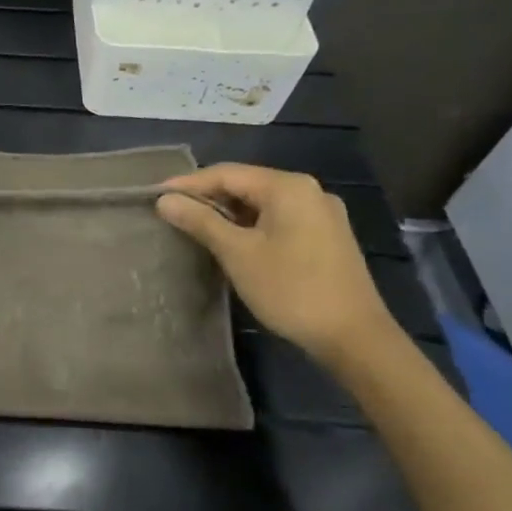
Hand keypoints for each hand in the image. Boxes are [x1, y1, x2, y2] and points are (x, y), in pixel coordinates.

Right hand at [156, 164, 399, 361]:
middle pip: (246, 184)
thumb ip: (200, 221)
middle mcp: (309, 190)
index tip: (156, 196)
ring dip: (229, 213)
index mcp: (288, 186)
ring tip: (196, 227)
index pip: (227, 173)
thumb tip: (165, 200)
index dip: (188, 184)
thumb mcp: (237, 253)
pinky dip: (251, 225)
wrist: (354, 337)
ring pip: (263, 203)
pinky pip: (279, 219)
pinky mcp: (327, 236)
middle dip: (208, 197)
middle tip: (173, 213)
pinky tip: (233, 242)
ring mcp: (322, 214)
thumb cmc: (290, 289)